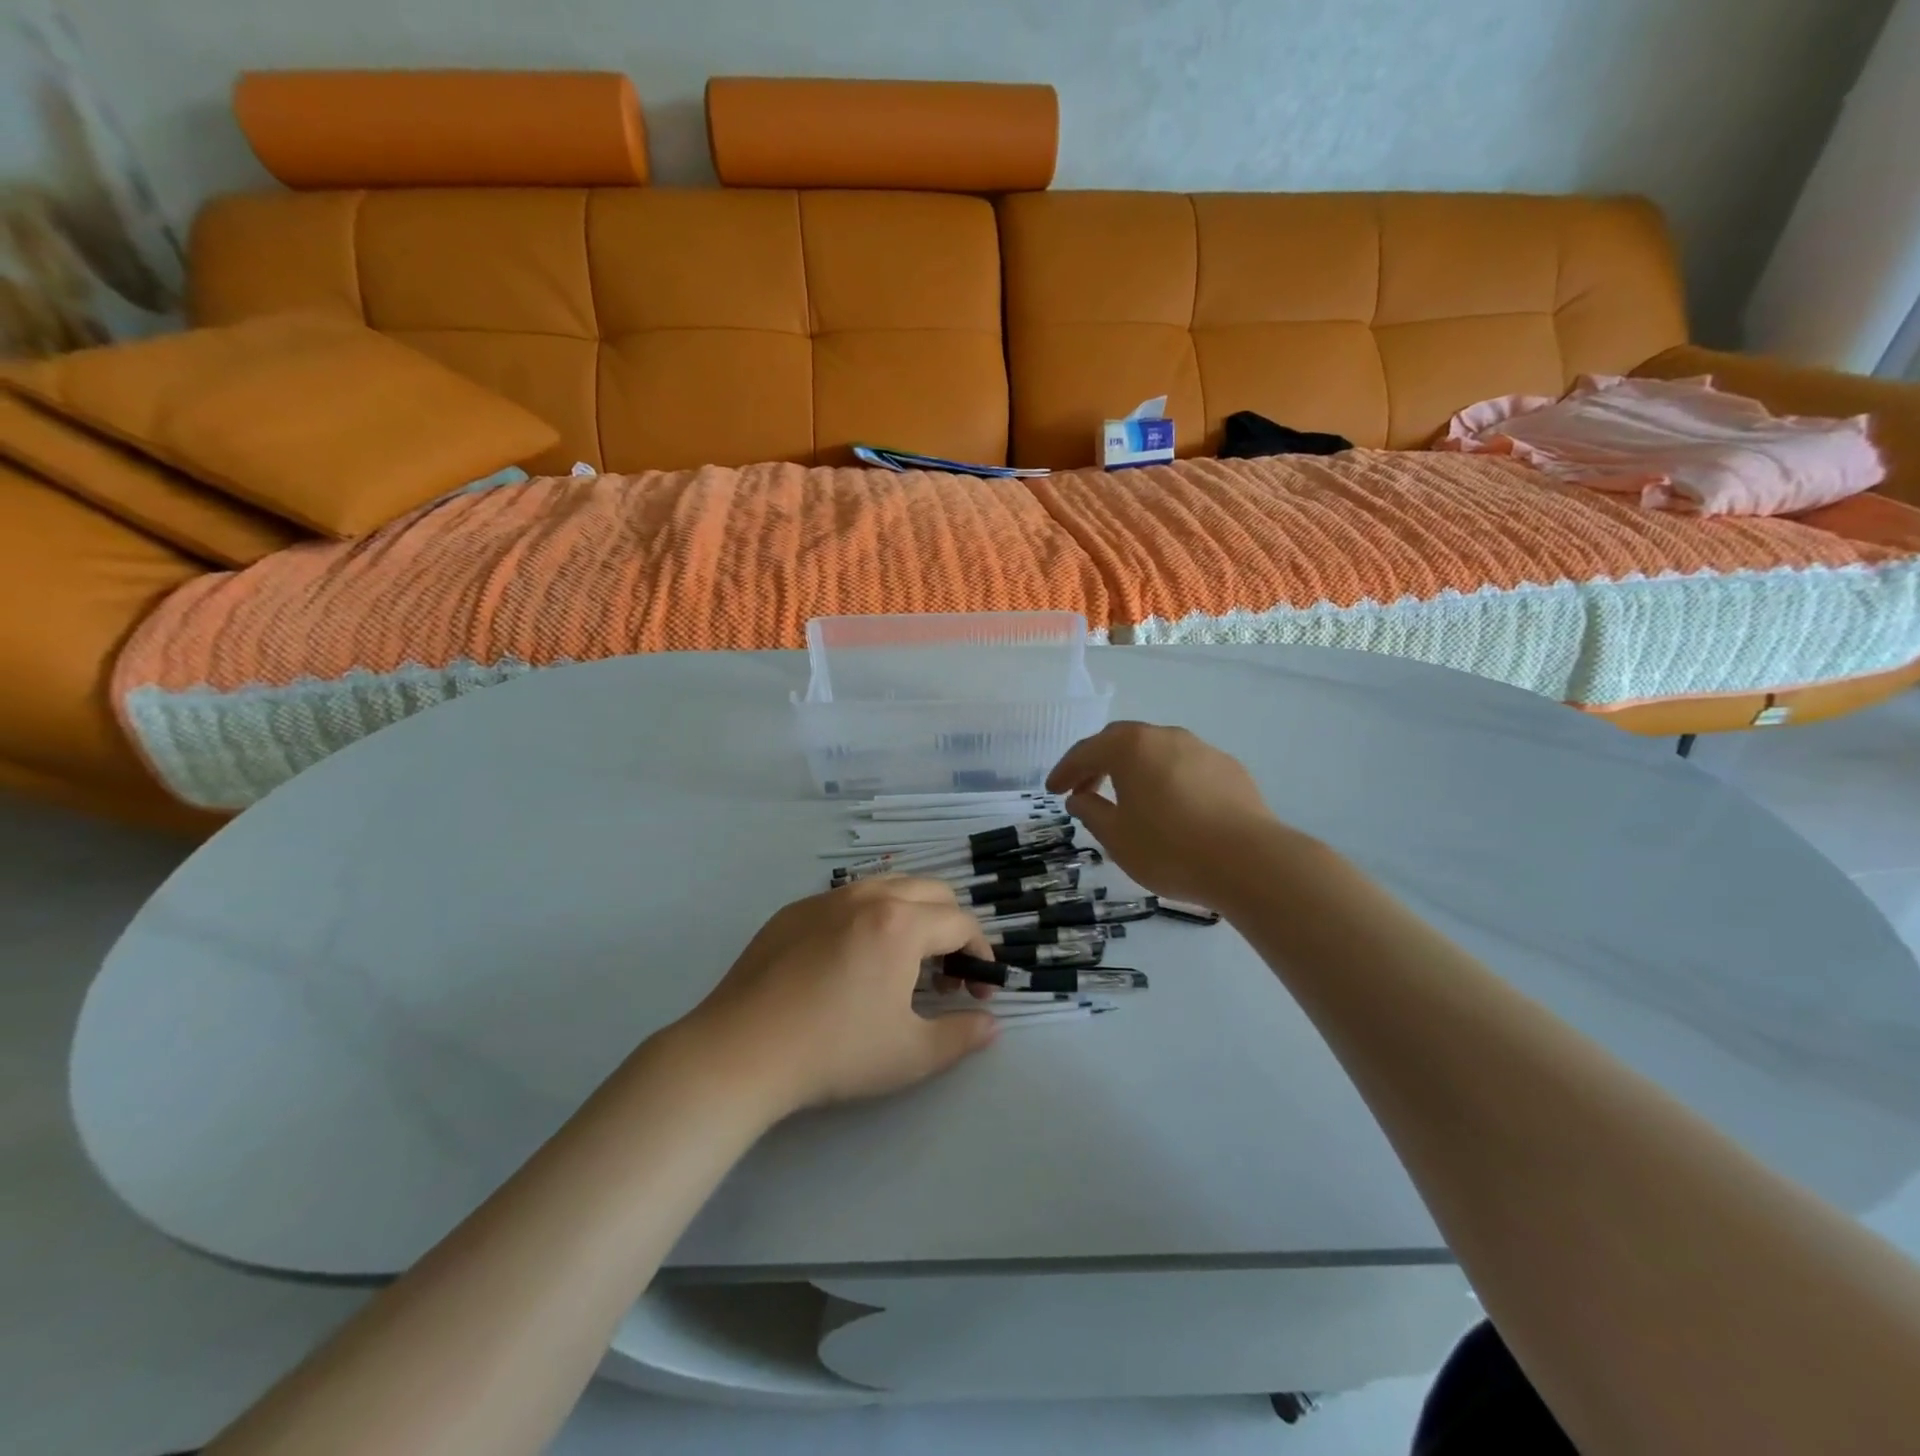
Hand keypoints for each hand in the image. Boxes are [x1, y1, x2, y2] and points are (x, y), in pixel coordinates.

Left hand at [679, 878, 999, 1116]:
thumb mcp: (911, 1054)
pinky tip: (851, 962)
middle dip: (950, 927)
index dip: (980, 953)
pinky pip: (847, 900)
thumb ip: (962, 1035)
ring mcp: (825, 899)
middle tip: (944, 975)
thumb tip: (990, 1023)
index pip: (961, 923)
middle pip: (931, 892)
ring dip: (911, 915)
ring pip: (887, 887)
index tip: (978, 990)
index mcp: (901, 923)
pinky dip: (869, 918)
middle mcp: (868, 896)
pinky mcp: (793, 911)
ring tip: (902, 963)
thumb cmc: (835, 1051)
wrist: (741, 1051)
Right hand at [1047, 721, 1297, 901]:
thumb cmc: (1169, 849)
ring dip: (1135, 771)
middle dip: (1098, 764)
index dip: (1065, 771)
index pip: (1086, 751)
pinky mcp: (1230, 769)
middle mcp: (1166, 737)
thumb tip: (1079, 797)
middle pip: (1122, 743)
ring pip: (1157, 753)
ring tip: (1128, 800)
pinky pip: (1186, 767)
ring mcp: (1202, 749)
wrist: (1250, 862)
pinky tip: (1171, 809)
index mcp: (1131, 747)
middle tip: (1084, 790)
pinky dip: (1167, 780)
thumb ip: (1091, 812)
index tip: (1052, 790)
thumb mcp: (1116, 837)